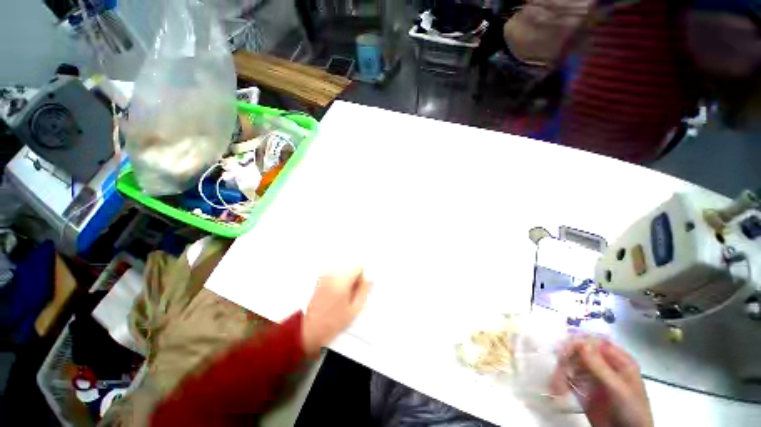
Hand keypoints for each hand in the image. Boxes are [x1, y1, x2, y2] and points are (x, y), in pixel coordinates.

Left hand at [302, 268, 370, 355]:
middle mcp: (332, 275)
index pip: (358, 268)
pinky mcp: (320, 279)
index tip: (363, 286)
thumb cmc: (333, 322)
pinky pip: (336, 275)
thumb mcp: (354, 309)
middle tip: (354, 293)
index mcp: (342, 281)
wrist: (311, 329)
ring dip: (347, 280)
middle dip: (355, 278)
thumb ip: (364, 291)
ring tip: (345, 296)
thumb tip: (369, 280)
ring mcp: (325, 276)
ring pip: (344, 272)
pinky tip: (337, 295)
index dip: (363, 276)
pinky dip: (339, 281)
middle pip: (351, 268)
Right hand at [550, 337, 652, 426]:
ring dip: (561, 372)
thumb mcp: (618, 389)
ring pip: (569, 364)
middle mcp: (603, 364)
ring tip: (558, 386)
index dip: (577, 342)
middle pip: (578, 351)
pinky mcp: (583, 388)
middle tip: (560, 371)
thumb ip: (600, 366)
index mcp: (617, 359)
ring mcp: (592, 376)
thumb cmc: (632, 411)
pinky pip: (567, 378)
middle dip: (566, 359)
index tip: (563, 351)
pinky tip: (558, 390)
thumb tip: (580, 341)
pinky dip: (560, 381)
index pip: (593, 341)